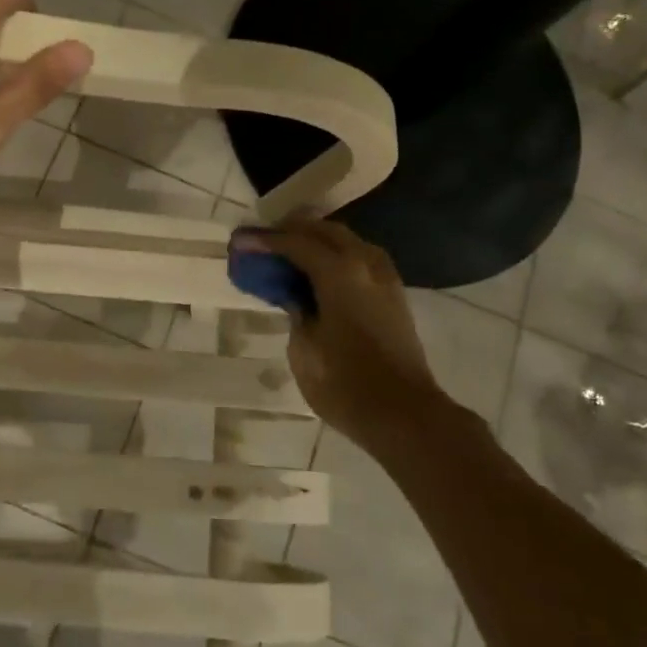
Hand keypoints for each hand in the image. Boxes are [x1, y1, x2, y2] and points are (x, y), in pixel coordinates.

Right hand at [236, 217, 445, 449]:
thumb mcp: (304, 349)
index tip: (241, 241)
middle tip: (264, 241)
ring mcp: (385, 277)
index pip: (296, 243)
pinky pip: (360, 258)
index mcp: (340, 273)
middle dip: (293, 231)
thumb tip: (297, 297)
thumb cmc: (346, 385)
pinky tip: (320, 271)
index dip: (266, 241)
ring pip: (347, 241)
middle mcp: (365, 264)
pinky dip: (336, 255)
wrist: (405, 415)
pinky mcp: (394, 294)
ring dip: (317, 240)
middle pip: (325, 232)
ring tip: (290, 252)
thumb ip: (296, 311)